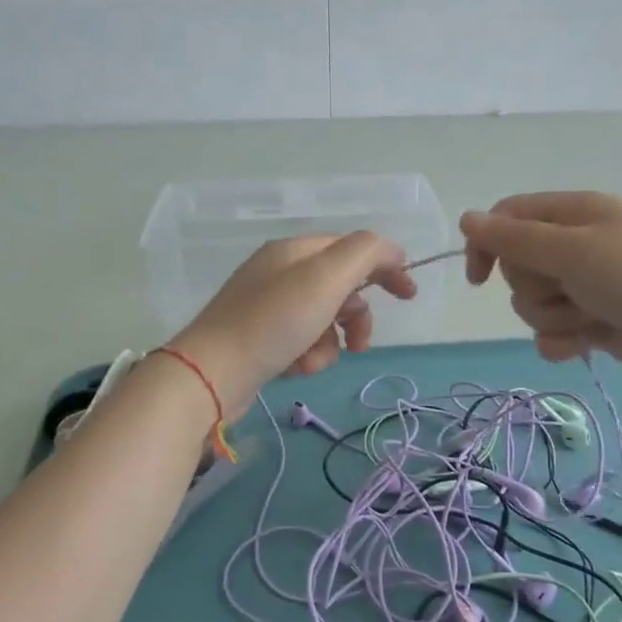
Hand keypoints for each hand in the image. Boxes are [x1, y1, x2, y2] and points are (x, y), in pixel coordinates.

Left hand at [169, 233, 415, 416]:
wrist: (211, 374)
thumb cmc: (274, 321)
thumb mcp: (326, 277)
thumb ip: (366, 253)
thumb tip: (391, 252)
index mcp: (295, 250)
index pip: (353, 247)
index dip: (385, 267)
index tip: (409, 295)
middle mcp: (280, 273)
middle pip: (340, 287)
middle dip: (355, 317)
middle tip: (360, 343)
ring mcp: (266, 307)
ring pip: (324, 321)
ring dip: (329, 344)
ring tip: (312, 360)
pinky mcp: (259, 340)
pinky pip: (301, 343)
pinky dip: (306, 357)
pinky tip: (294, 369)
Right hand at [460, 191, 621, 381]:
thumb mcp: (572, 250)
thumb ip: (514, 238)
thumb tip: (466, 218)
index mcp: (573, 213)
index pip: (508, 218)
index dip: (488, 244)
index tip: (479, 278)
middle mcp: (576, 245)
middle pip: (517, 266)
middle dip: (534, 287)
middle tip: (569, 290)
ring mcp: (586, 285)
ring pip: (532, 303)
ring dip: (553, 317)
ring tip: (590, 319)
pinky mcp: (594, 321)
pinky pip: (553, 332)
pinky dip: (564, 341)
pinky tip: (586, 346)